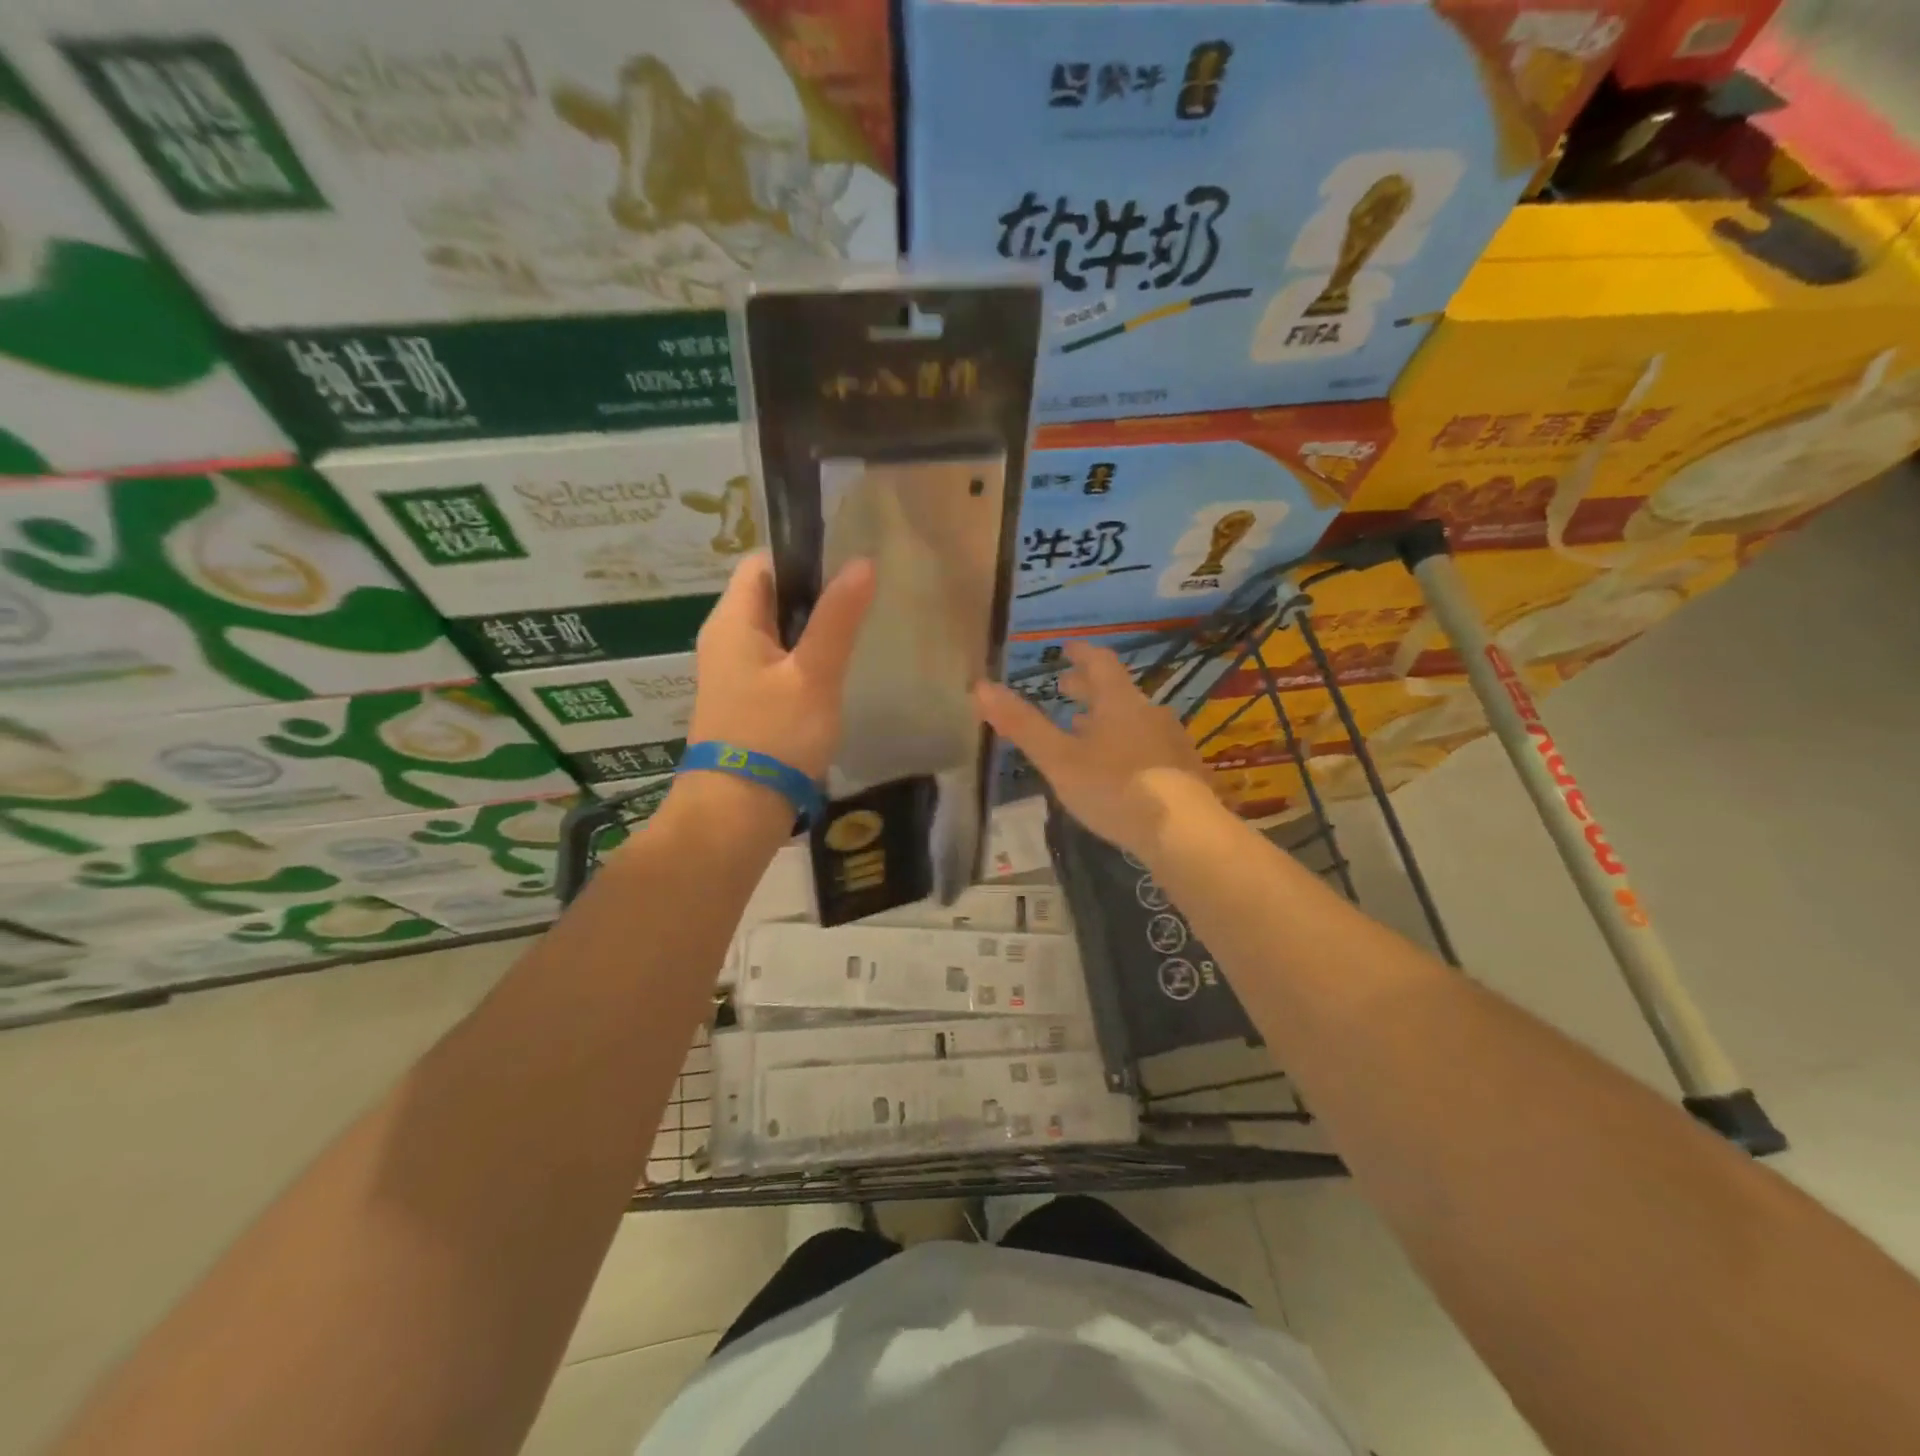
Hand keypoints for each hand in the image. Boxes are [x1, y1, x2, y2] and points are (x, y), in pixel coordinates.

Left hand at [687, 552, 876, 780]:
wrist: (736, 810)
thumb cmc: (774, 735)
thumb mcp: (814, 674)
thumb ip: (838, 618)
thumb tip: (862, 561)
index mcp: (732, 620)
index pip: (763, 563)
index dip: (804, 558)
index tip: (848, 567)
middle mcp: (724, 639)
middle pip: (771, 597)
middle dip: (815, 596)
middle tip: (862, 602)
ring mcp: (732, 672)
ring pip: (776, 633)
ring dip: (812, 632)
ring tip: (857, 635)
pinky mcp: (744, 701)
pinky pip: (775, 664)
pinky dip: (803, 662)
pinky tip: (833, 676)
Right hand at [973, 642, 1219, 860]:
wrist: (1185, 832)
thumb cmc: (1115, 789)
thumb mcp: (1059, 760)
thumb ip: (1022, 725)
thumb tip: (981, 686)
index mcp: (1119, 702)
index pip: (1100, 663)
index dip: (1081, 654)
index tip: (1067, 649)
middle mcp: (1149, 712)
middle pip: (1117, 691)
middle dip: (1089, 689)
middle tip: (1067, 690)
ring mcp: (1171, 741)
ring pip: (1134, 719)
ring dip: (1107, 719)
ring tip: (1085, 731)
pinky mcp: (1184, 770)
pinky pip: (1148, 745)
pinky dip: (1126, 744)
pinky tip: (1118, 769)